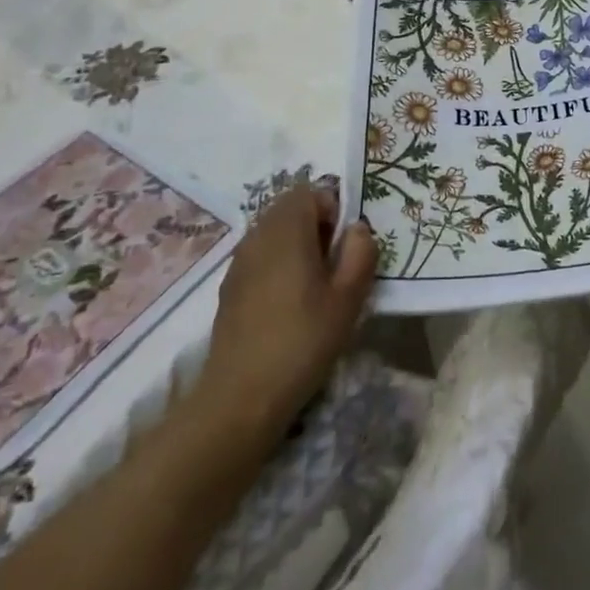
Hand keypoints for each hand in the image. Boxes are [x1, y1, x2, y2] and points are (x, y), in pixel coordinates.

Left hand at [191, 181, 375, 440]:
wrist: (241, 397)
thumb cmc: (303, 340)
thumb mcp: (349, 297)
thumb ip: (360, 252)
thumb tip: (357, 229)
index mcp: (288, 229)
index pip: (311, 192)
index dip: (334, 210)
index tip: (344, 246)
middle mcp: (258, 235)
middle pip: (290, 208)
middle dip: (316, 226)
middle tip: (333, 265)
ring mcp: (239, 261)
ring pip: (273, 232)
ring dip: (296, 245)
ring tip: (313, 286)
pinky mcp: (230, 286)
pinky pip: (260, 256)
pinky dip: (278, 265)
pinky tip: (288, 304)